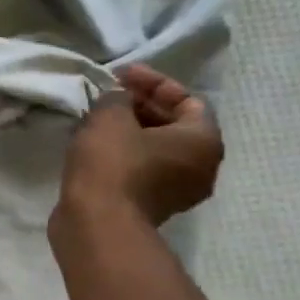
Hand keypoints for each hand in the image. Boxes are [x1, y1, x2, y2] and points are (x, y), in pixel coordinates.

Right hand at [54, 65, 222, 231]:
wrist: (98, 223)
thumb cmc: (113, 163)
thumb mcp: (111, 117)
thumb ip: (117, 98)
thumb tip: (118, 99)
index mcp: (204, 141)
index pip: (186, 99)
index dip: (153, 82)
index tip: (120, 75)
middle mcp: (201, 166)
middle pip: (174, 125)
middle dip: (141, 106)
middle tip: (109, 96)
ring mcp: (178, 191)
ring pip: (156, 149)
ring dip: (130, 131)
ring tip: (98, 119)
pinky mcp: (152, 206)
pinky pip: (143, 169)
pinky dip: (125, 153)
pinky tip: (96, 146)